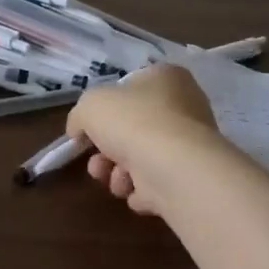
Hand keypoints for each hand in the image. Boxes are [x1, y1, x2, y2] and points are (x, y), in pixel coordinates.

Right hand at [68, 62, 222, 215]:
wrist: (173, 168)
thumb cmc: (133, 123)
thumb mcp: (89, 105)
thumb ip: (79, 115)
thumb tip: (79, 131)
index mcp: (165, 78)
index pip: (128, 89)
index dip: (104, 110)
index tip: (86, 130)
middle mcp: (183, 107)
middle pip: (130, 129)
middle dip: (106, 151)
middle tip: (97, 162)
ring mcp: (188, 144)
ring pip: (139, 159)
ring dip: (117, 174)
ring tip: (117, 180)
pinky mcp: (188, 177)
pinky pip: (154, 184)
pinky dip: (140, 190)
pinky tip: (137, 191)